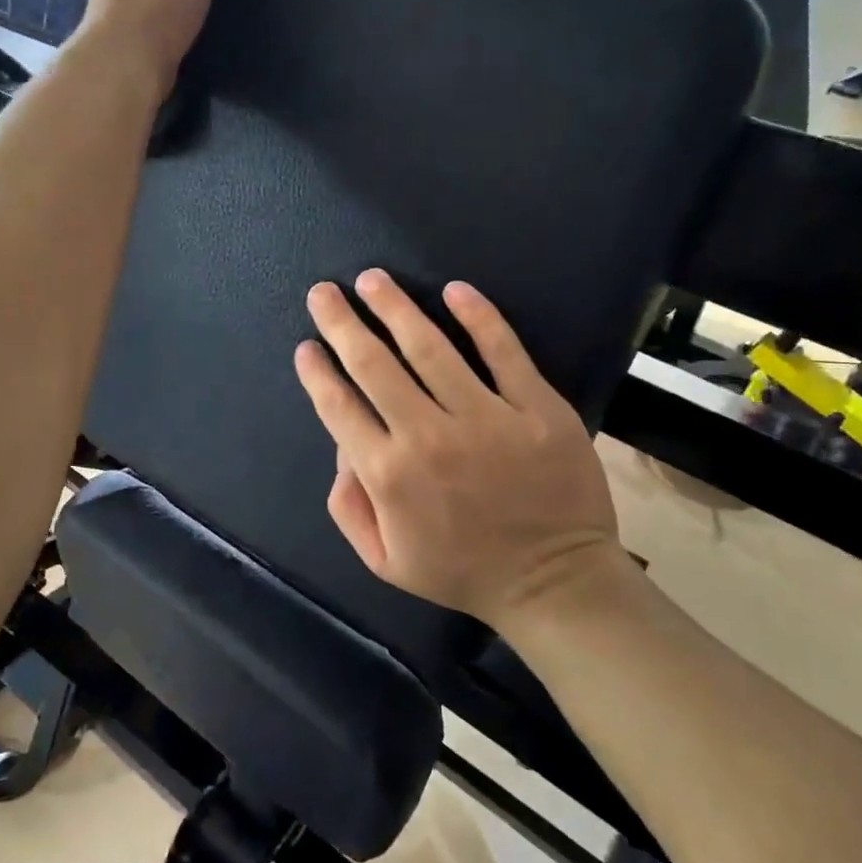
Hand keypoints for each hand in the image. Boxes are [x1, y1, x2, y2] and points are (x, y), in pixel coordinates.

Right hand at [292, 270, 630, 632]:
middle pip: (374, 364)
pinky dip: (478, 317)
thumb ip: (349, 505)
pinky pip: (503, 351)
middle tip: (324, 291)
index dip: (317, 371)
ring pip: (430, 348)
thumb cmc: (463, 570)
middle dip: (342, 322)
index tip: (306, 346)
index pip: (339, 406)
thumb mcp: (385, 559)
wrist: (554, 583)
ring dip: (395, 308)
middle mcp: (428, 436)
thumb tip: (341, 446)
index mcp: (388, 475)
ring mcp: (486, 417)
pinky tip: (455, 290)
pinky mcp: (536, 407)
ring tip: (373, 279)